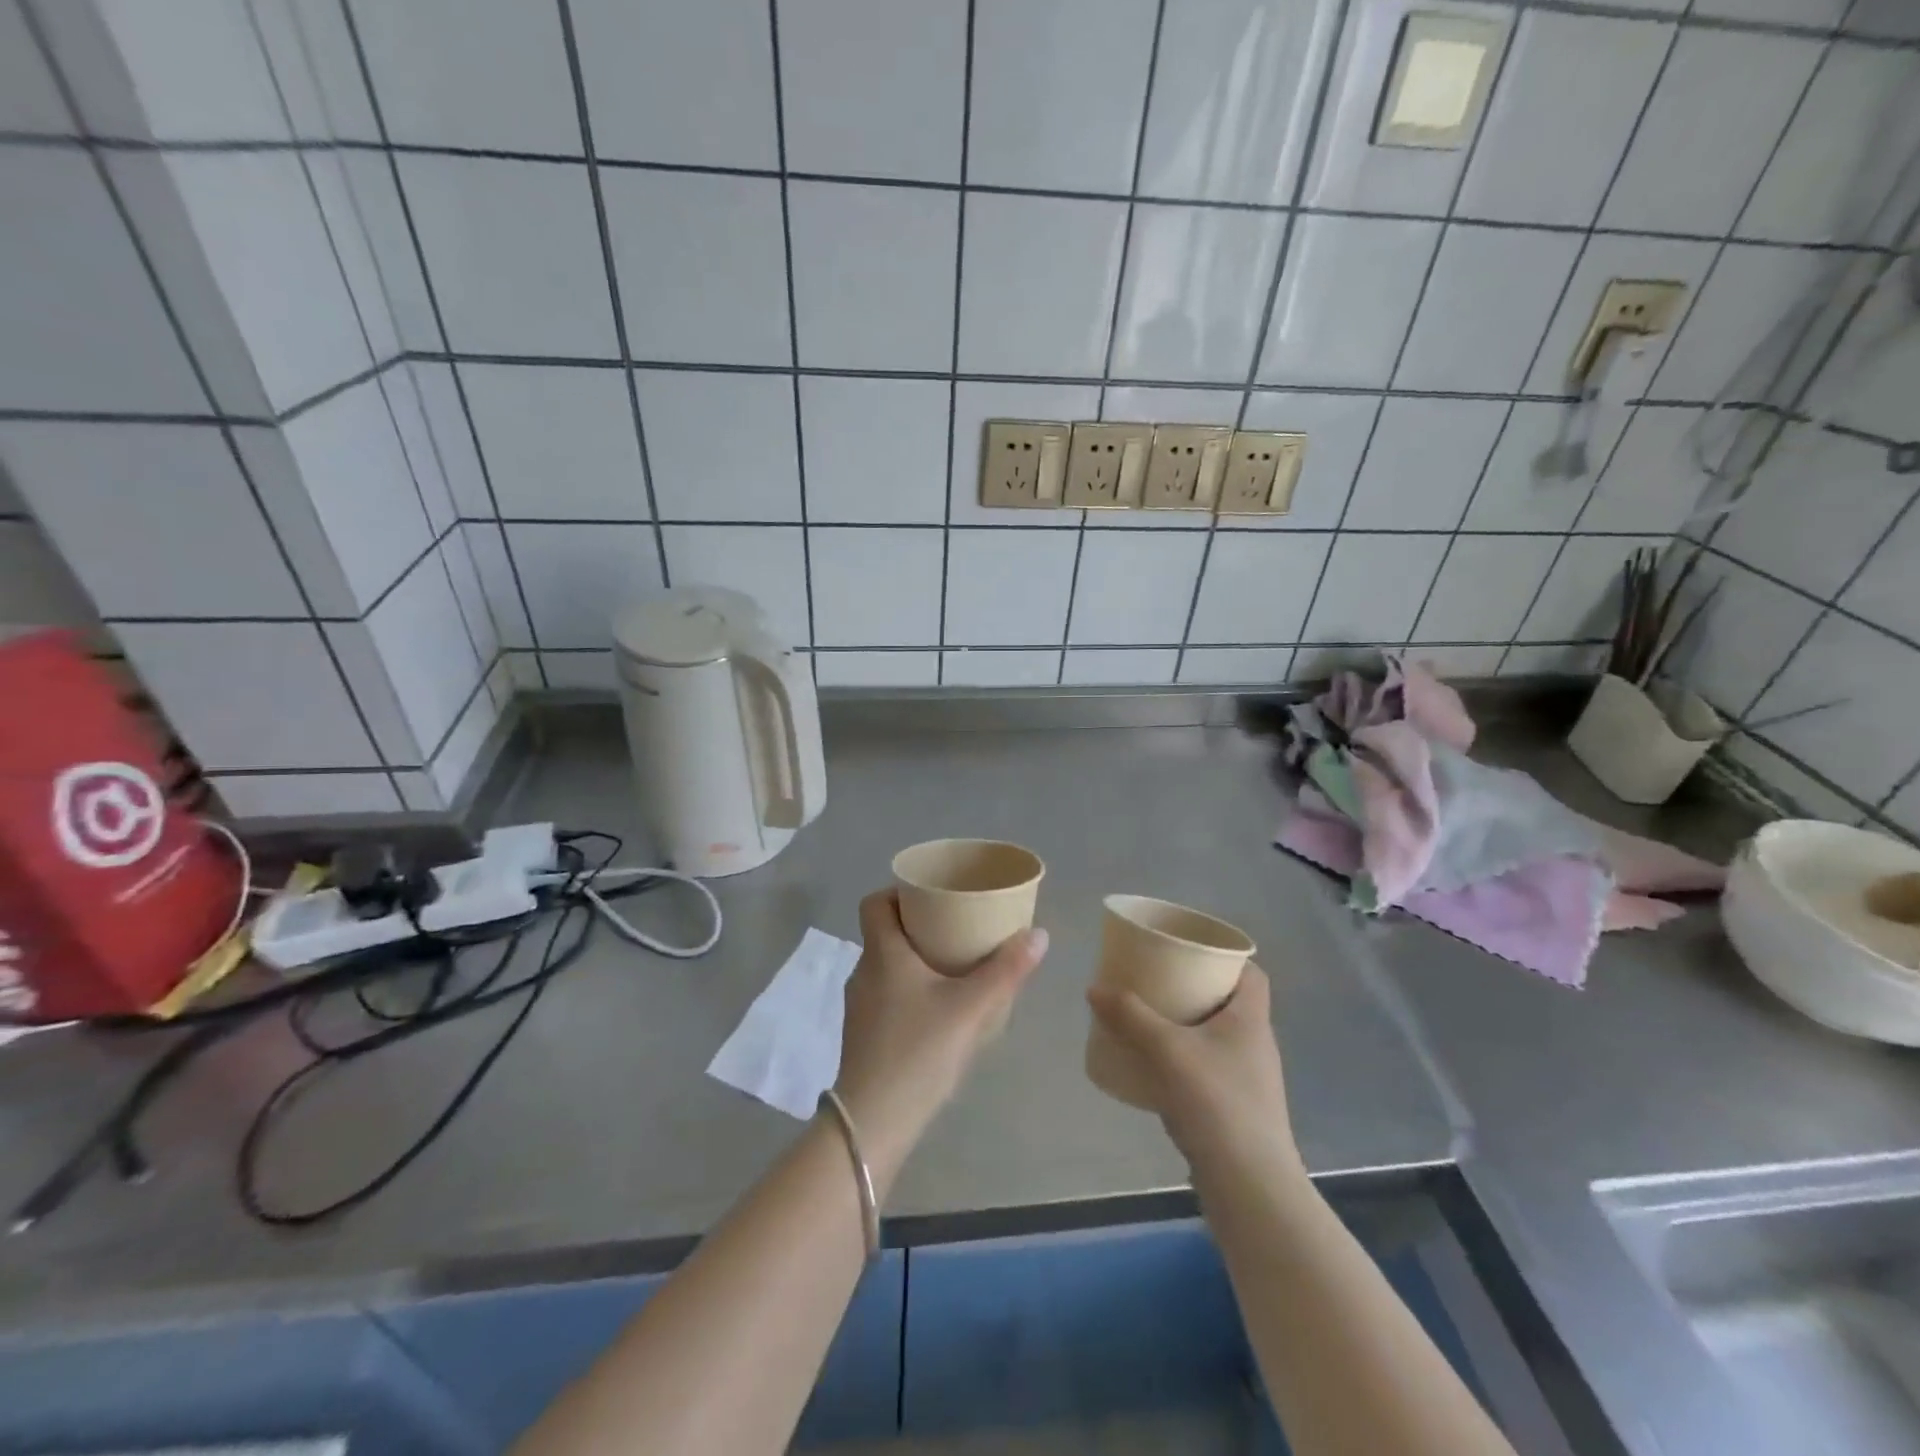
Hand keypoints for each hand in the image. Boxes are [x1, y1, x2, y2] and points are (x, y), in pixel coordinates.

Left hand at [835, 890, 1046, 1194]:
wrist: (873, 1123)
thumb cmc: (918, 1052)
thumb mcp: (971, 1009)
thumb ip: (1006, 971)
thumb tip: (1039, 934)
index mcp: (882, 953)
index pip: (874, 903)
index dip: (898, 892)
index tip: (931, 897)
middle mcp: (864, 972)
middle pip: (885, 932)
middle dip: (918, 926)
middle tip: (955, 927)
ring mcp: (859, 1006)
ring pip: (886, 966)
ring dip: (914, 960)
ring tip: (952, 968)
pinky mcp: (862, 1034)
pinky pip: (886, 995)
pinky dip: (908, 990)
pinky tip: (937, 1011)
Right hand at [1087, 965, 1304, 1186]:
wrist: (1250, 1187)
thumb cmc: (1217, 1104)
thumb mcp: (1167, 1050)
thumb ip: (1130, 1016)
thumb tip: (1094, 987)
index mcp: (1251, 1019)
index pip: (1251, 973)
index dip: (1224, 956)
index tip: (1188, 949)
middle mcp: (1255, 1044)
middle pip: (1227, 1001)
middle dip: (1192, 988)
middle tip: (1155, 979)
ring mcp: (1247, 1079)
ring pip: (1214, 1036)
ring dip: (1185, 1024)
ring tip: (1146, 1017)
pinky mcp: (1234, 1108)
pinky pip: (1206, 1067)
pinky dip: (1182, 1058)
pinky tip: (1153, 1066)